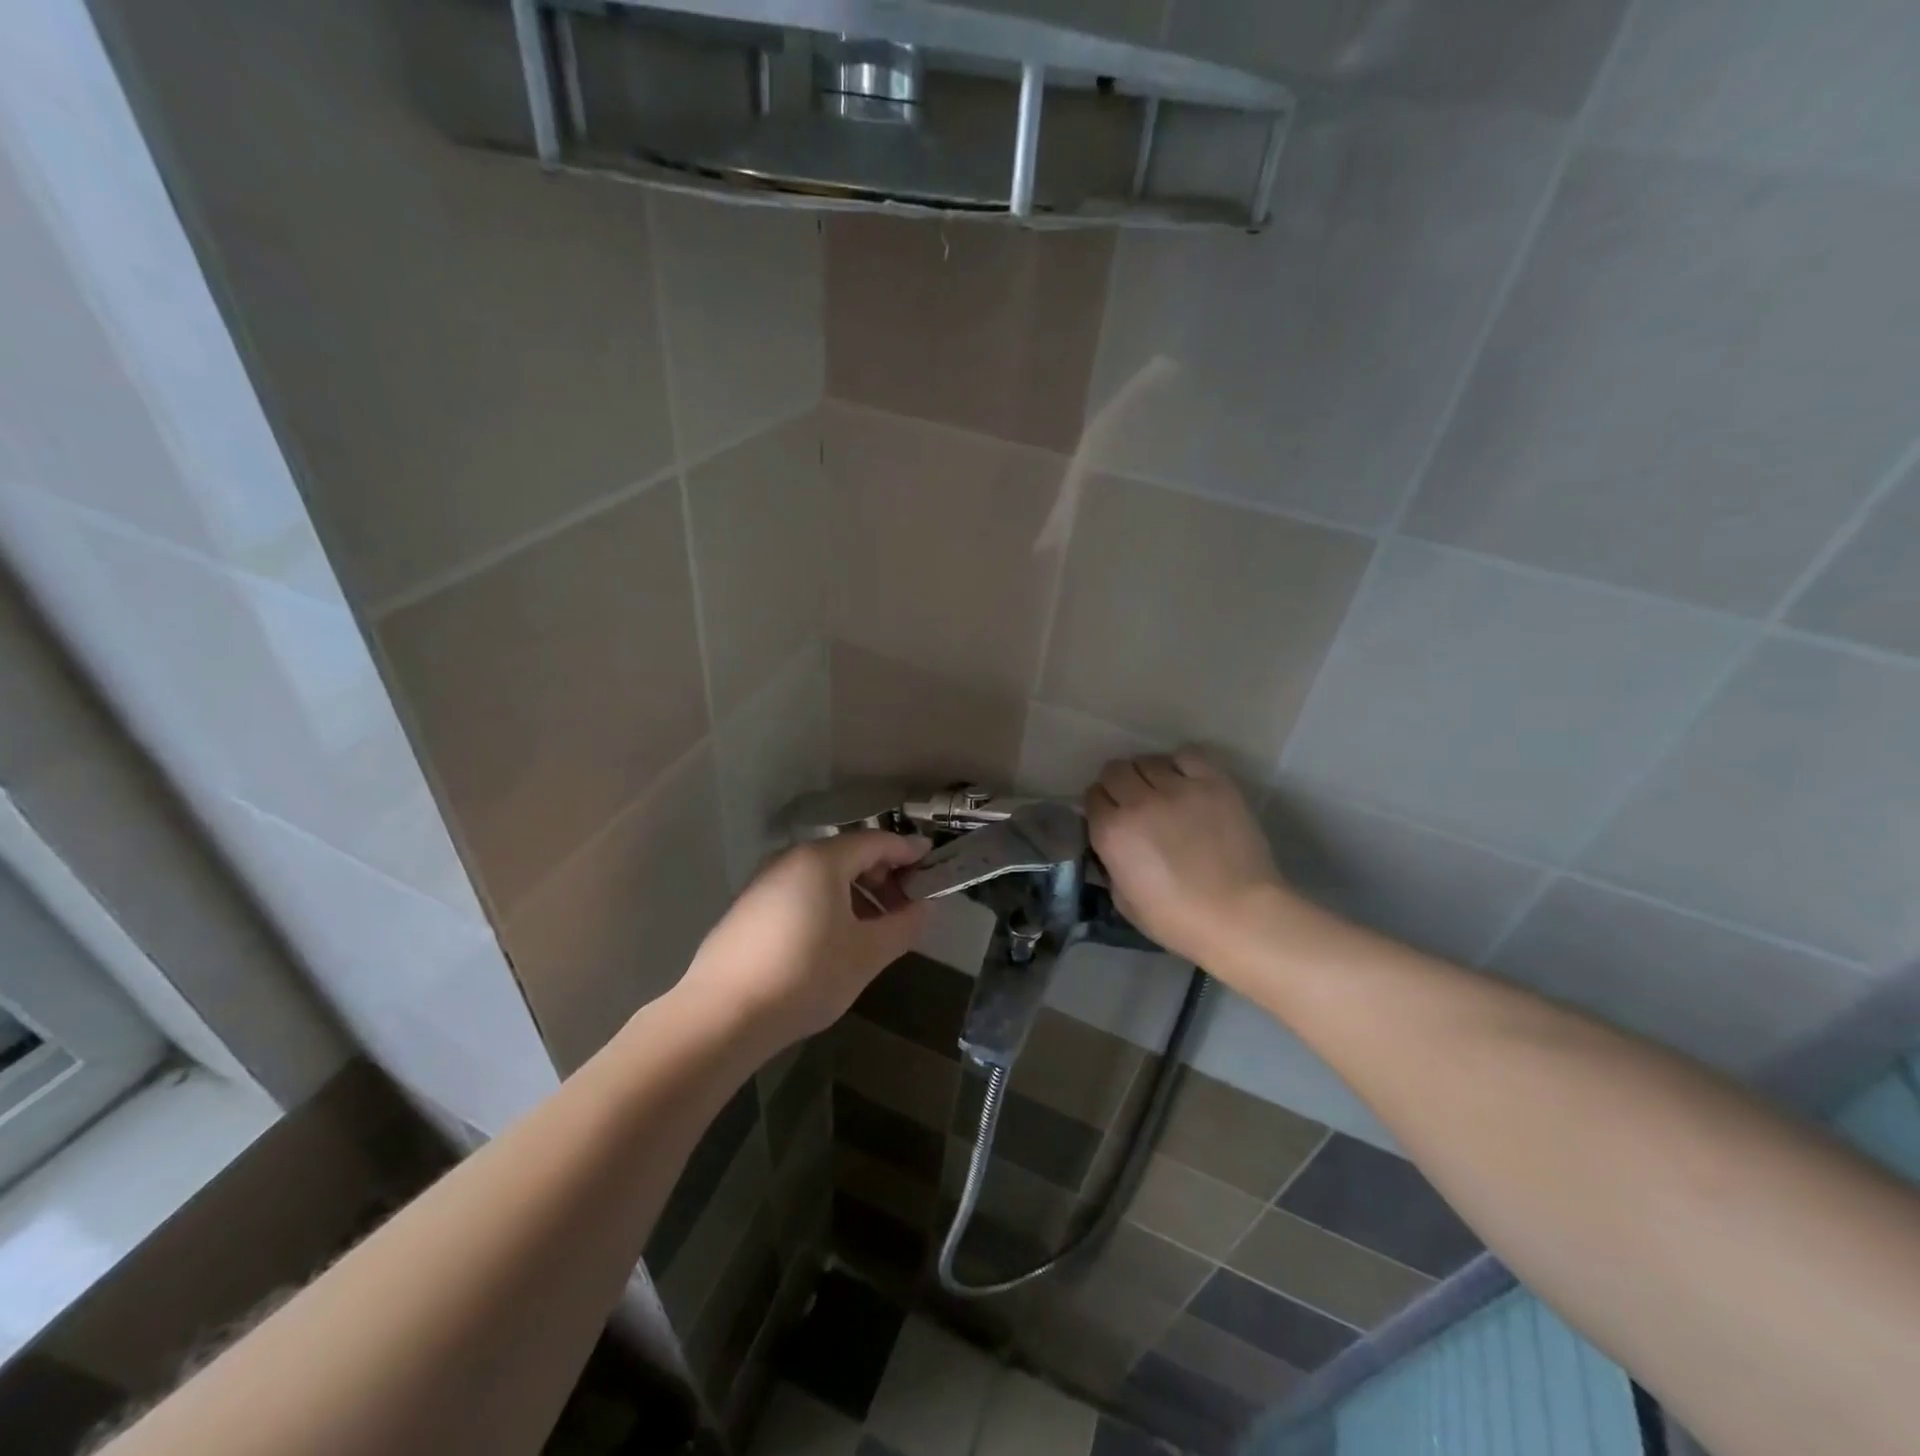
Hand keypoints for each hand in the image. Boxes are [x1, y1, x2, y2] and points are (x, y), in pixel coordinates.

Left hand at [680, 830, 929, 1049]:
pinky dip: (828, 903)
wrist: (721, 1015)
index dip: (909, 852)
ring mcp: (764, 882)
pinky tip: (834, 939)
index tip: (933, 864)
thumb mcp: (866, 954)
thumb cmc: (806, 975)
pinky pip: (800, 892)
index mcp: (822, 860)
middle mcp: (791, 859)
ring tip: (875, 928)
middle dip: (883, 876)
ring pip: (823, 875)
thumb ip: (903, 926)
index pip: (877, 842)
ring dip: (857, 893)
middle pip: (849, 854)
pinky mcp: (748, 908)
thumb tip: (925, 908)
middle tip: (907, 906)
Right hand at [1086, 751, 1286, 966]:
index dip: (1101, 805)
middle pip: (1115, 770)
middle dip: (1118, 784)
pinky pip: (1188, 755)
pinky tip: (1187, 781)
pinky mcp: (1213, 783)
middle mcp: (1139, 802)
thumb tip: (1113, 847)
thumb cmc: (1179, 920)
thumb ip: (1111, 866)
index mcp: (1112, 832)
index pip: (1092, 796)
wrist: (1241, 916)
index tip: (1111, 815)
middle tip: (1134, 801)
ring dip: (1148, 774)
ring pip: (1148, 760)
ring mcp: (1178, 788)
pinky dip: (1181, 764)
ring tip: (1162, 791)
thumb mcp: (1124, 901)